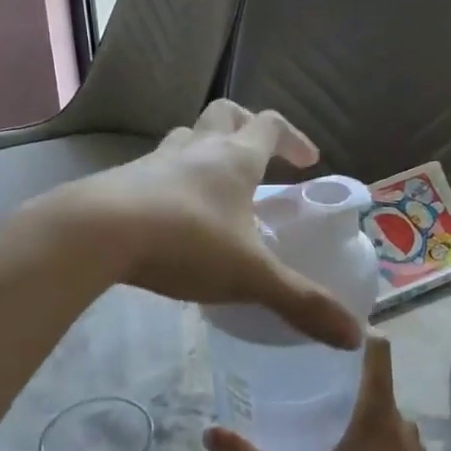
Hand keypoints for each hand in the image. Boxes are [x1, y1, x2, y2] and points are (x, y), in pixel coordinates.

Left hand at [34, 100, 362, 349]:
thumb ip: (302, 303)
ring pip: (187, 137)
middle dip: (248, 128)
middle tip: (261, 158)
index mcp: (234, 159)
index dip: (295, 138)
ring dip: (205, 150)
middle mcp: (197, 149)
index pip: (271, 126)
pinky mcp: (121, 180)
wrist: (94, 234)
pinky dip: (171, 180)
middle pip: (226, 114)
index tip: (309, 161)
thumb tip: (356, 337)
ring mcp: (155, 161)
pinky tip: (171, 215)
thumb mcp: (251, 276)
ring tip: (216, 185)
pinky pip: (155, 168)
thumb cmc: (185, 242)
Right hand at [205, 335, 448, 450]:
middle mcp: (401, 424)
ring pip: (380, 412)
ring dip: (351, 408)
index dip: (354, 332)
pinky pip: (388, 437)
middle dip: (340, 374)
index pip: (378, 350)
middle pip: (374, 380)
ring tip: (312, 414)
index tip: (323, 328)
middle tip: (299, 373)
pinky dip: (365, 435)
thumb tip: (211, 432)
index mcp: (378, 416)